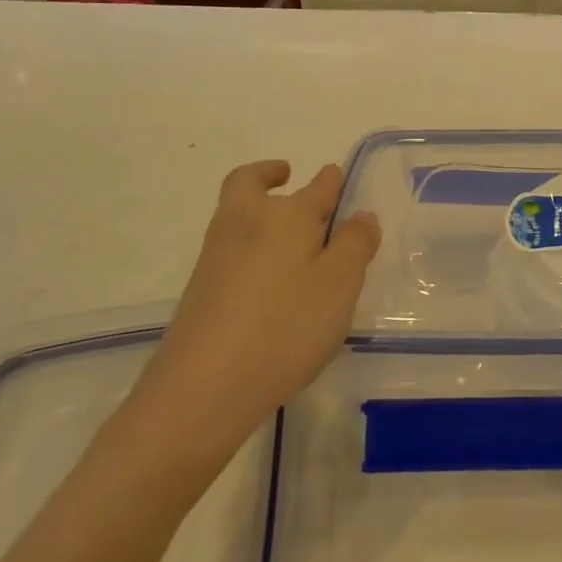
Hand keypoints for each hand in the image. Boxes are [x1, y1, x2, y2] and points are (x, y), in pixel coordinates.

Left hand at [122, 161, 380, 471]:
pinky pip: (231, 249)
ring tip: (289, 234)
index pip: (316, 187)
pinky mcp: (201, 290)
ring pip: (237, 215)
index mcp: (287, 215)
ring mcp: (216, 256)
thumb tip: (360, 215)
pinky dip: (250, 245)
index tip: (336, 177)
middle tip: (286, 177)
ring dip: (258, 210)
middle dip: (269, 175)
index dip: (330, 181)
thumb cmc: (286, 326)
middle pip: (249, 184)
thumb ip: (356, 245)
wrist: (202, 386)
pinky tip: (271, 278)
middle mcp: (246, 223)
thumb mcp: (340, 285)